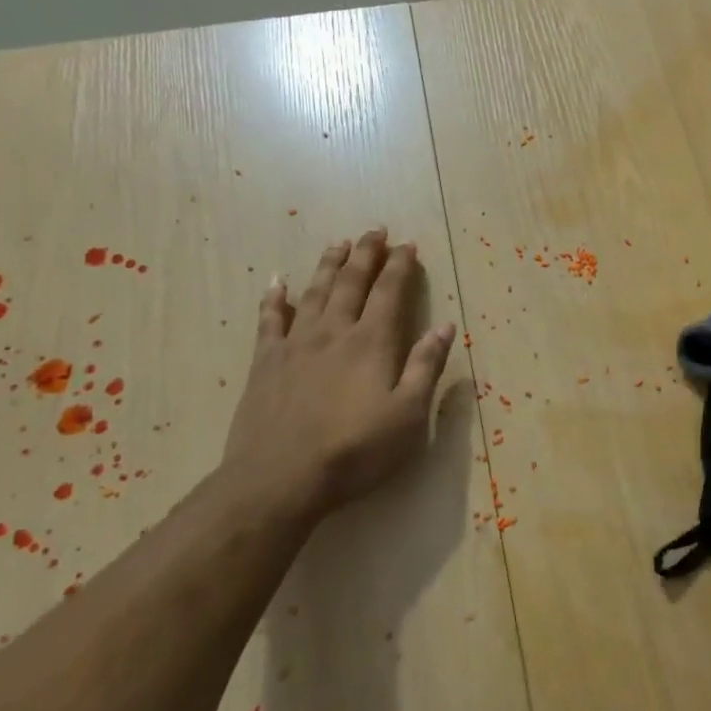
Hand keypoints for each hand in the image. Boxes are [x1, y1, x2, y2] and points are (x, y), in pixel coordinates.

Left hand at [221, 229, 454, 518]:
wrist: (280, 478)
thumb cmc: (355, 450)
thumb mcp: (408, 414)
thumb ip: (425, 366)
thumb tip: (445, 327)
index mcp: (372, 342)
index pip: (390, 292)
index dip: (401, 266)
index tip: (409, 245)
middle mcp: (334, 332)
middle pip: (351, 282)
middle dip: (366, 254)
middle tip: (375, 231)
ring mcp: (295, 344)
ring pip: (314, 292)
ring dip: (328, 265)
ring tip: (338, 243)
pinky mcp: (265, 363)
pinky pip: (270, 320)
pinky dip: (274, 298)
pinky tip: (277, 283)